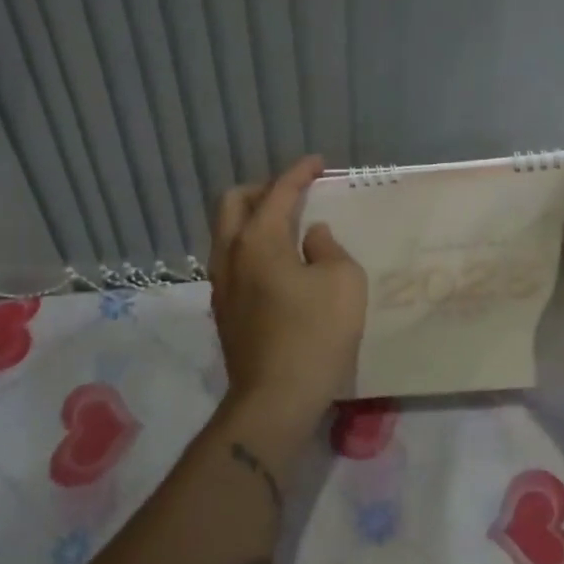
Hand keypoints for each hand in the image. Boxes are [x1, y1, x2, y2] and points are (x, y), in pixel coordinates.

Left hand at [209, 156, 367, 435]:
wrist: (275, 400)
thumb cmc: (315, 335)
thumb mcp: (343, 281)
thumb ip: (328, 247)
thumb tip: (311, 237)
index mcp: (258, 240)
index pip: (278, 192)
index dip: (299, 172)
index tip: (318, 163)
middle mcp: (231, 255)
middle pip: (233, 202)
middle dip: (262, 189)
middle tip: (293, 193)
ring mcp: (221, 284)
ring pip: (227, 233)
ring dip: (252, 218)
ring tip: (286, 226)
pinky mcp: (224, 311)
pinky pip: (232, 260)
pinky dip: (251, 246)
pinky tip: (277, 264)